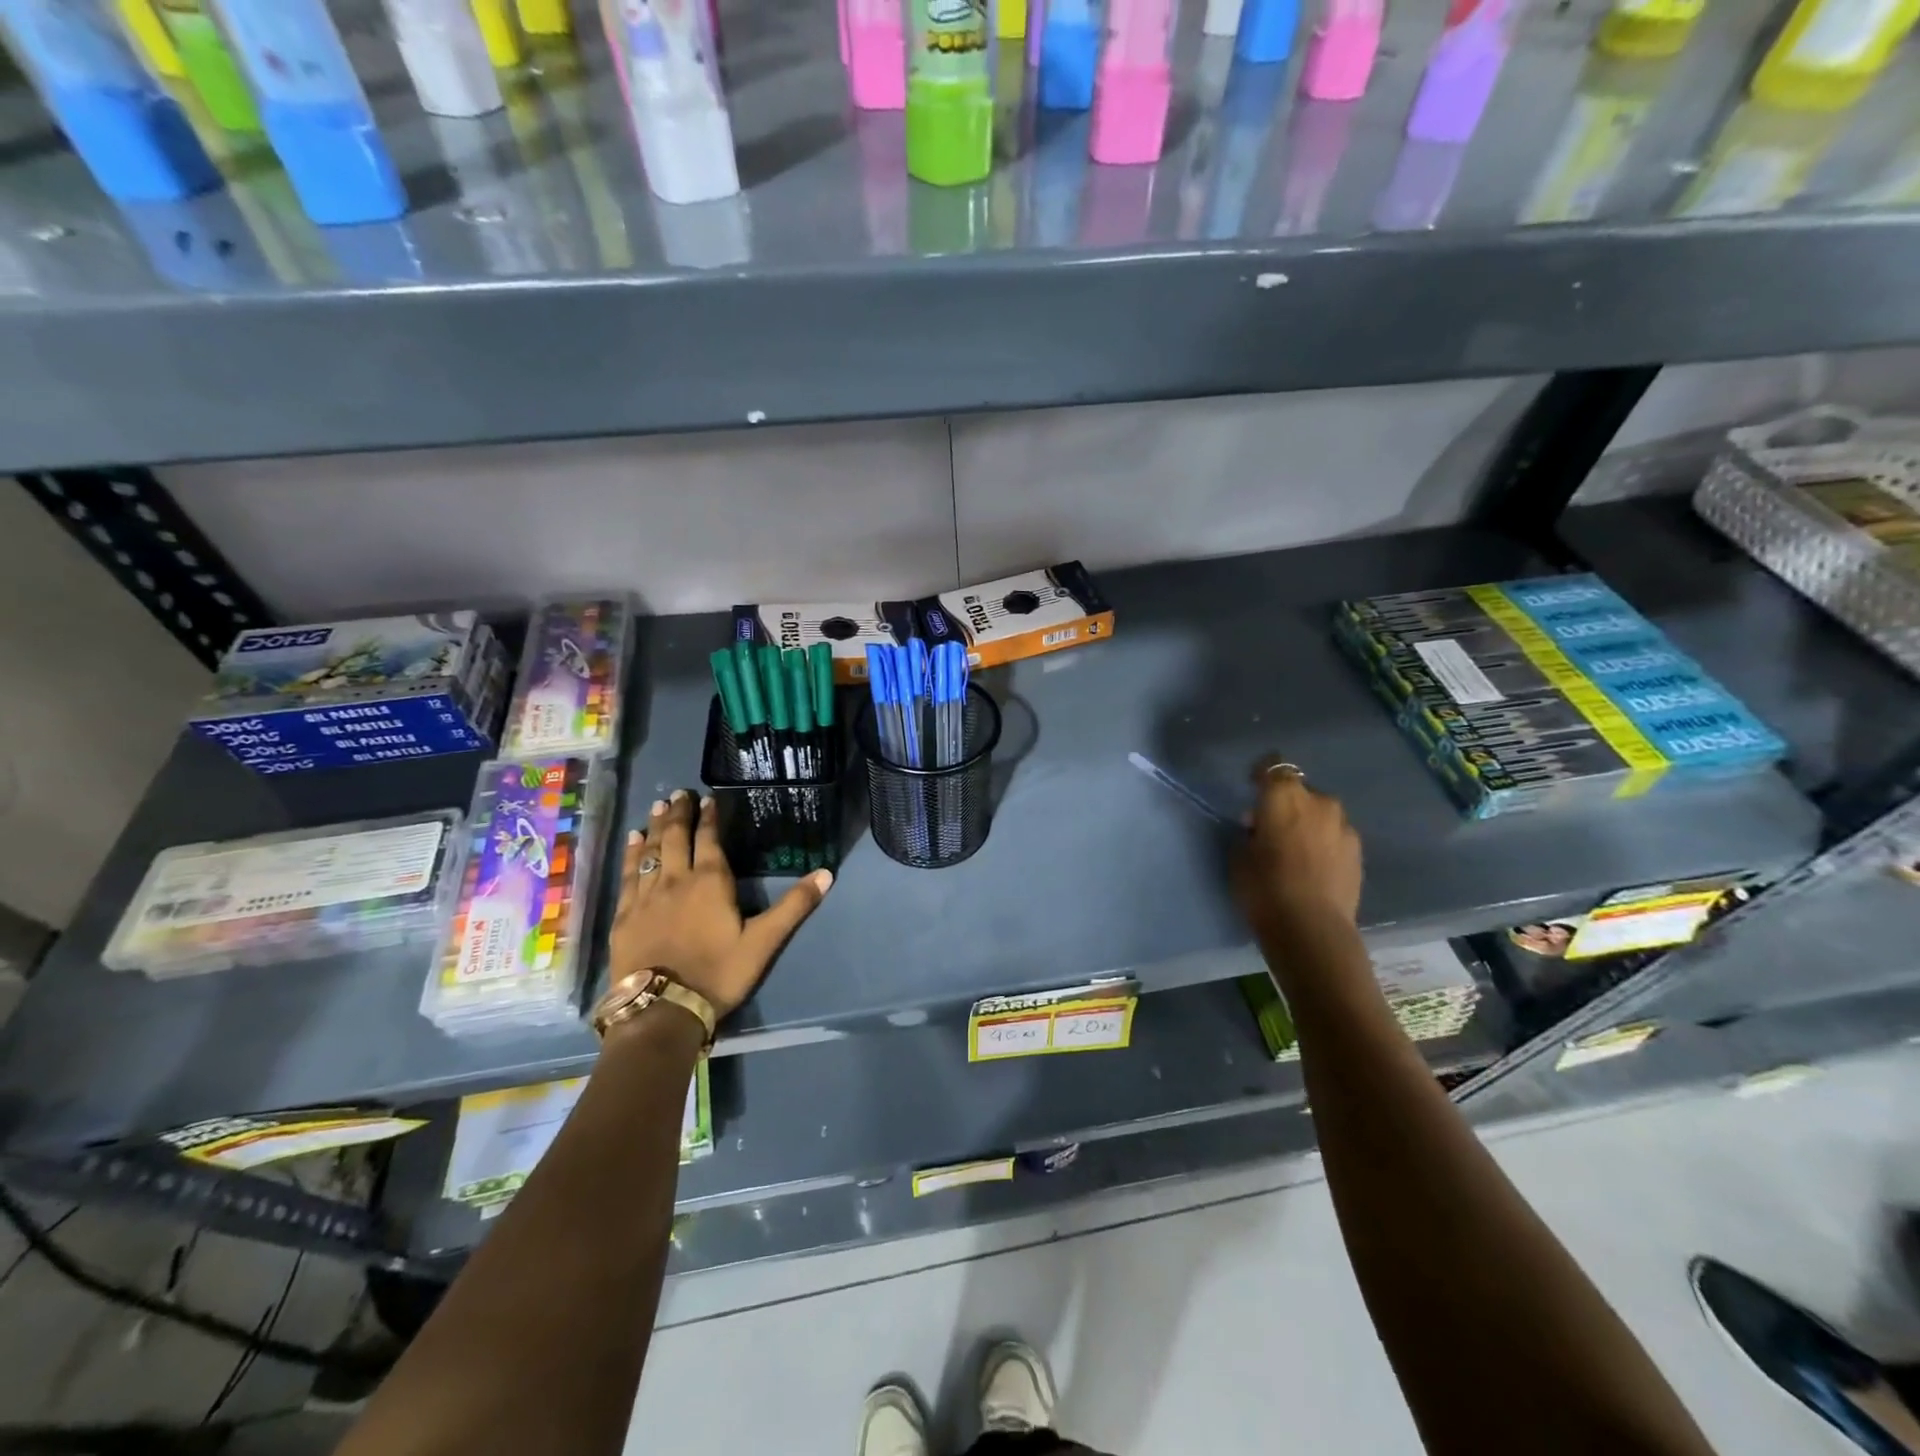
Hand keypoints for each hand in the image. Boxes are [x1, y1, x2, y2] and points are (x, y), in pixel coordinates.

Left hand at [607, 791, 832, 1020]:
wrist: (662, 1009)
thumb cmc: (718, 974)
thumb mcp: (764, 942)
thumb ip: (794, 906)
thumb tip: (826, 874)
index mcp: (711, 882)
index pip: (709, 840)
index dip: (709, 818)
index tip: (707, 799)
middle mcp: (676, 880)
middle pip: (676, 838)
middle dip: (679, 814)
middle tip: (679, 794)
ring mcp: (646, 896)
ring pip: (650, 851)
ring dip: (655, 827)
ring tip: (657, 807)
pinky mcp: (625, 915)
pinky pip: (628, 875)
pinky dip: (631, 854)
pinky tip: (632, 842)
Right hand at [1232, 759, 1362, 940]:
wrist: (1312, 928)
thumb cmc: (1264, 887)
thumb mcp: (1239, 857)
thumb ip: (1250, 833)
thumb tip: (1259, 828)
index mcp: (1283, 795)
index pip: (1272, 766)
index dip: (1261, 773)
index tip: (1251, 785)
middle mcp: (1318, 801)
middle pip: (1299, 791)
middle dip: (1285, 803)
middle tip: (1270, 827)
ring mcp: (1343, 826)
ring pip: (1320, 814)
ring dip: (1307, 823)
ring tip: (1294, 849)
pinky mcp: (1358, 851)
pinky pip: (1334, 836)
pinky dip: (1323, 842)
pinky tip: (1313, 866)